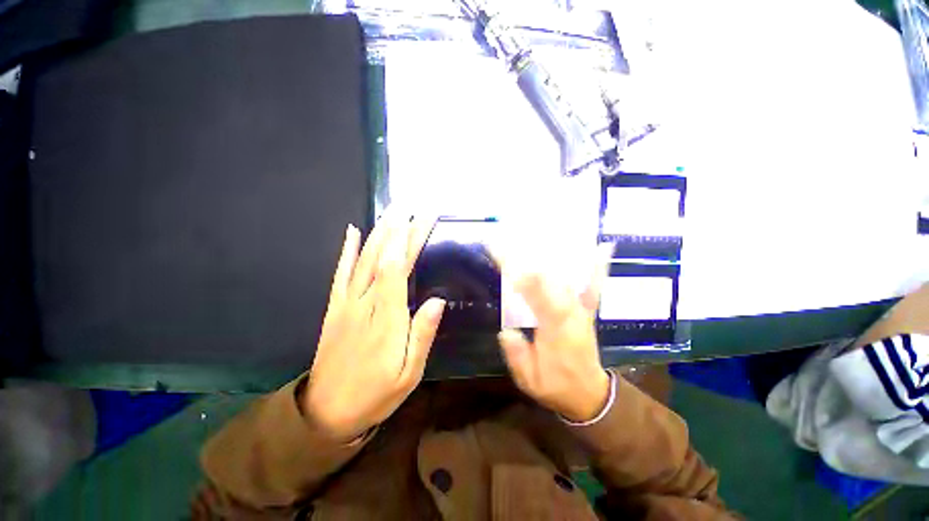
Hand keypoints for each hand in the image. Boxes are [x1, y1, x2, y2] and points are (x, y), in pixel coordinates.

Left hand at [304, 212, 444, 440]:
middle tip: (411, 205)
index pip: (397, 269)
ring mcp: (346, 303)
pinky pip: (341, 273)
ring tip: (391, 211)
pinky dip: (347, 250)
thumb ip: (422, 335)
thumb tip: (437, 300)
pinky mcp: (335, 307)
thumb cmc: (376, 394)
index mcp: (386, 319)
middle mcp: (365, 303)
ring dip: (379, 232)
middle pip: (384, 258)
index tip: (419, 218)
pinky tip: (353, 231)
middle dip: (399, 229)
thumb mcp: (409, 374)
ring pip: (364, 259)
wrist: (325, 413)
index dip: (407, 240)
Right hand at [497, 247, 611, 422]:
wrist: (589, 394)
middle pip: (550, 279)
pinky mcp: (587, 312)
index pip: (535, 296)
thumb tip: (506, 331)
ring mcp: (582, 310)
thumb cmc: (556, 386)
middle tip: (511, 242)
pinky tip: (603, 249)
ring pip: (569, 277)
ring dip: (554, 257)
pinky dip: (597, 268)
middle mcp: (571, 313)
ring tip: (538, 237)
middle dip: (528, 260)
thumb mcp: (530, 381)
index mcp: (555, 329)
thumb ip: (518, 357)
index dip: (520, 276)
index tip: (504, 259)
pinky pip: (593, 287)